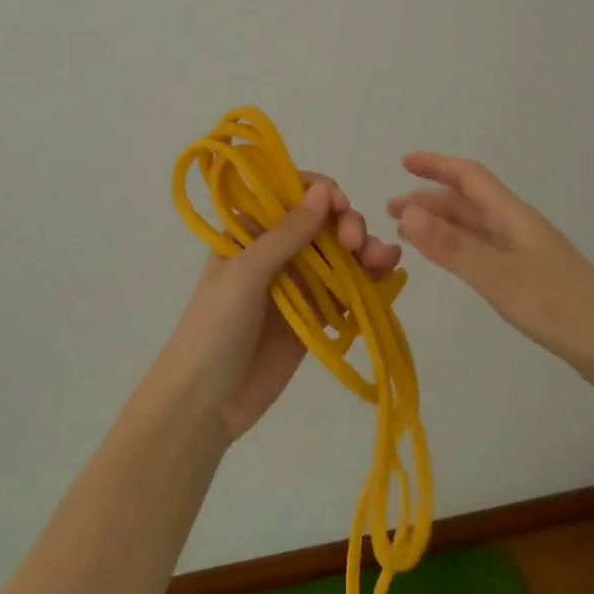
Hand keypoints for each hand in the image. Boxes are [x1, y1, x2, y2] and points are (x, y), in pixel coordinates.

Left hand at [159, 174, 400, 442]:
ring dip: (366, 250)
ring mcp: (299, 283)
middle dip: (348, 225)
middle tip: (357, 244)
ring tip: (386, 260)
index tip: (340, 206)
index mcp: (252, 230)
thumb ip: (287, 234)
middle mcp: (278, 249)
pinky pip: (348, 289)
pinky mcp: (317, 315)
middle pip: (324, 222)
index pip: (293, 194)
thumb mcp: (246, 273)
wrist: (204, 404)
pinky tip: (389, 276)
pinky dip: (370, 280)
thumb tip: (323, 189)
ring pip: (341, 254)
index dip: (321, 193)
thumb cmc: (214, 327)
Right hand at [389, 152, 593, 393]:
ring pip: (476, 227)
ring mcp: (526, 254)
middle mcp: (518, 228)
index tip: (404, 162)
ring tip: (410, 234)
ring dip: (443, 224)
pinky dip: (459, 248)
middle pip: (469, 202)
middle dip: (430, 200)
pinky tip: (451, 262)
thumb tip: (407, 212)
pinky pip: (485, 251)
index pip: (470, 177)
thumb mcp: (499, 277)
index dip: (437, 166)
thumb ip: (452, 246)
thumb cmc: (560, 307)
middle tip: (392, 212)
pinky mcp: (531, 279)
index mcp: (513, 217)